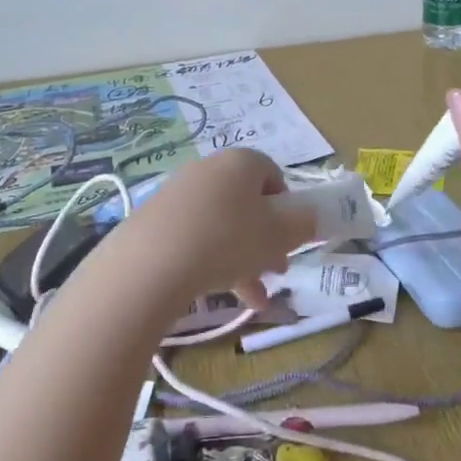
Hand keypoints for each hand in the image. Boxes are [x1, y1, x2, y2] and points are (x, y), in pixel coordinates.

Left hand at [109, 149, 315, 319]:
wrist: (150, 264)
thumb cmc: (228, 240)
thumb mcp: (279, 235)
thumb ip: (304, 224)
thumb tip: (310, 217)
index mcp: (242, 162)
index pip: (273, 174)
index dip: (287, 207)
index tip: (289, 237)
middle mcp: (209, 169)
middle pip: (247, 203)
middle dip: (265, 239)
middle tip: (275, 270)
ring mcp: (178, 193)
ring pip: (222, 225)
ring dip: (242, 259)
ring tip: (253, 298)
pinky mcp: (154, 219)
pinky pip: (194, 237)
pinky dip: (210, 262)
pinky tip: (217, 293)